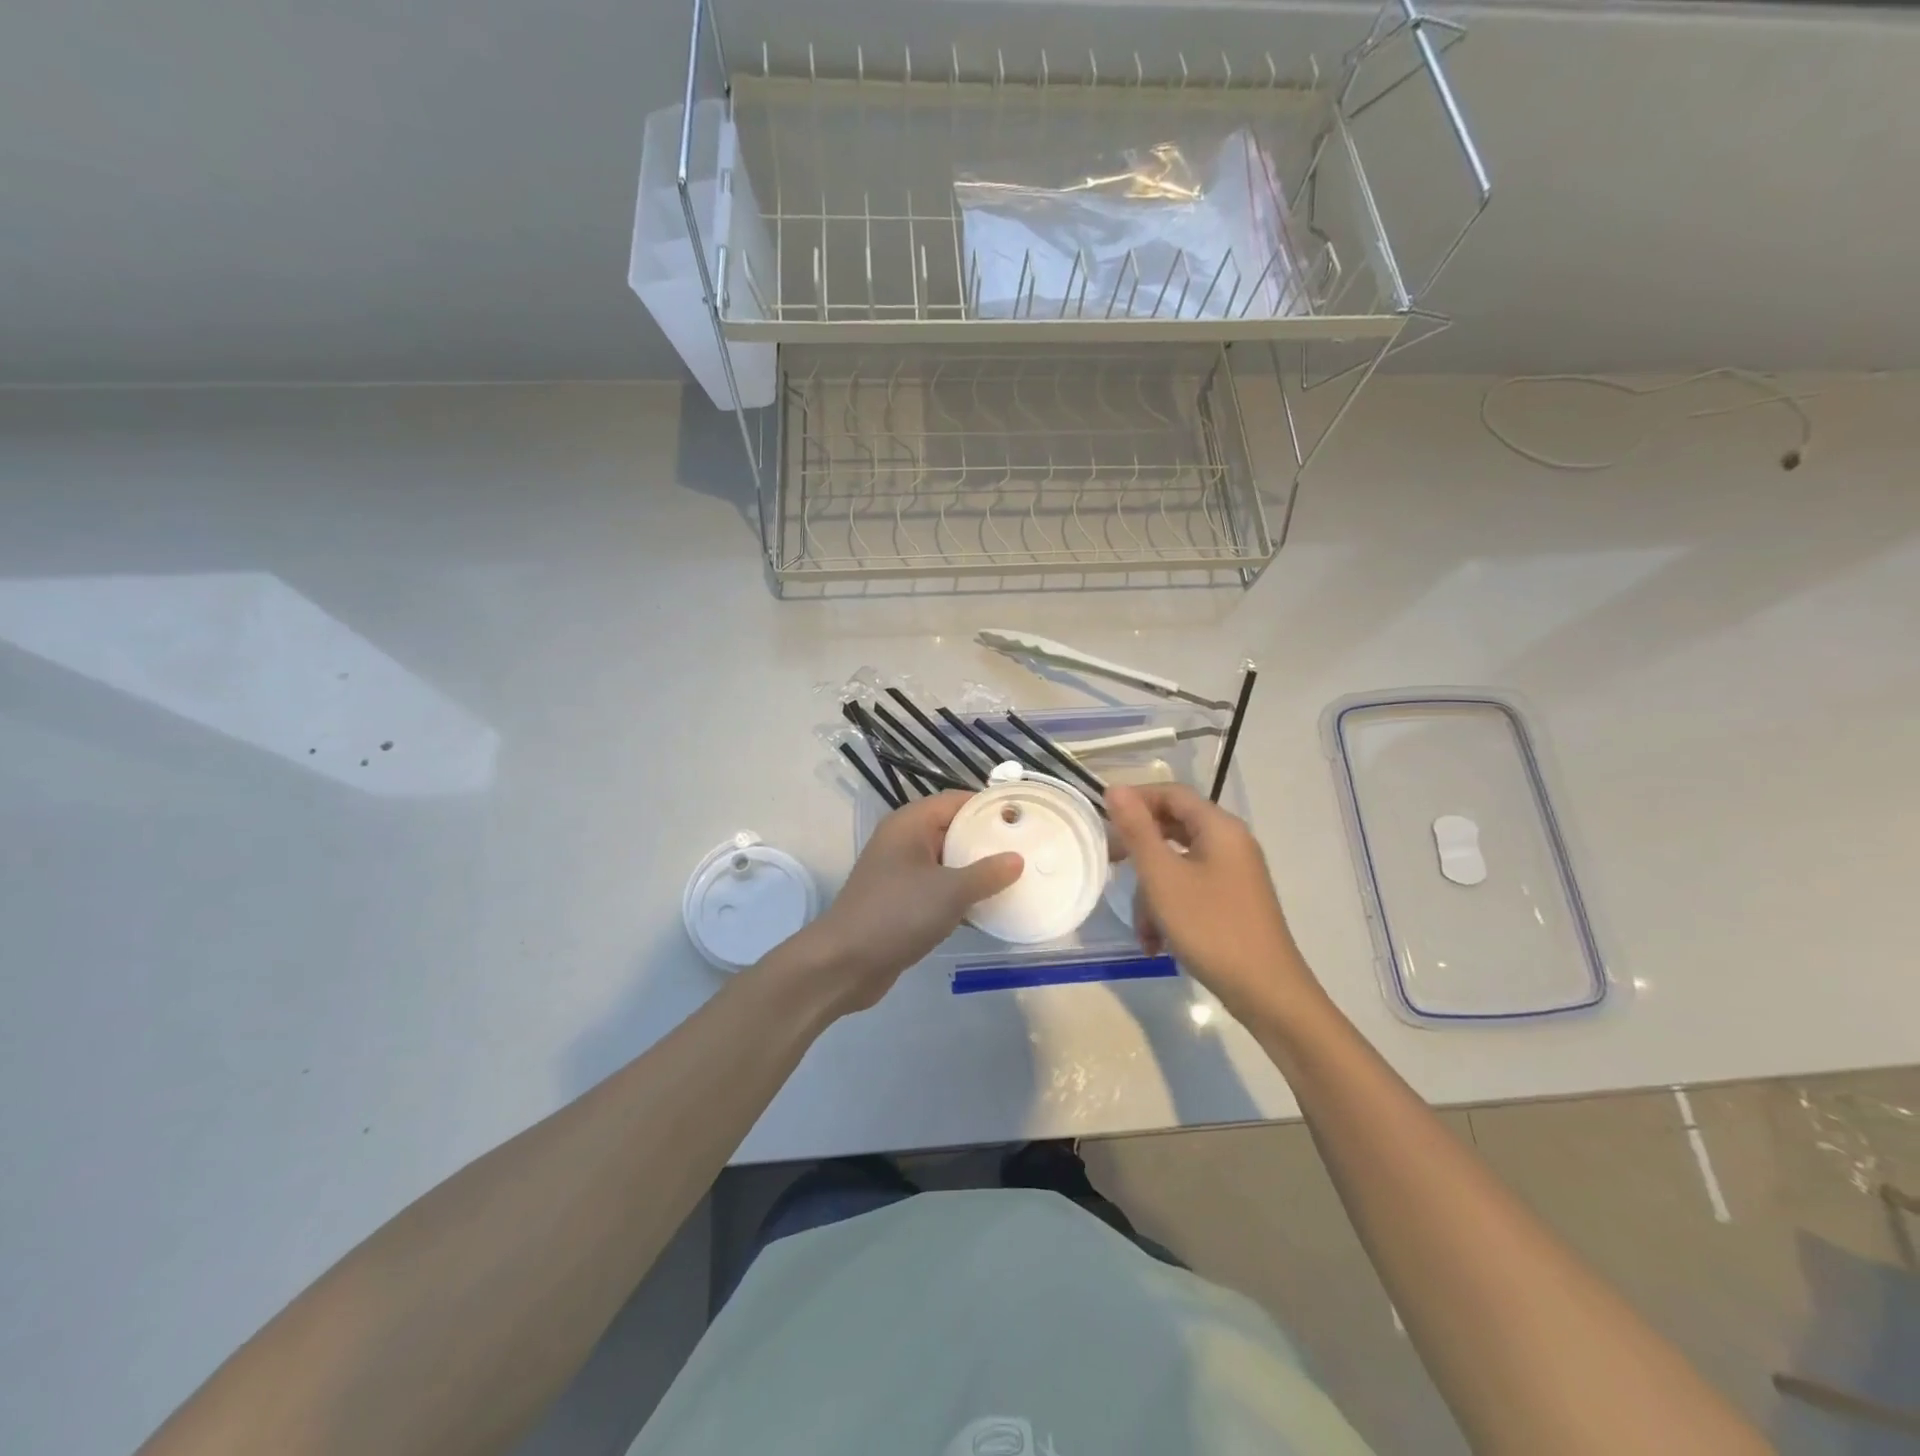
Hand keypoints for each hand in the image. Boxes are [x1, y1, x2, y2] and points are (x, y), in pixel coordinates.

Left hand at [783, 791, 1022, 1016]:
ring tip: (1016, 878)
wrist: (844, 963)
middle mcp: (903, 842)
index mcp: (909, 824)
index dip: (989, 806)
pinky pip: (939, 889)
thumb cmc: (896, 914)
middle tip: (1027, 849)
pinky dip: (961, 895)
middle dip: (987, 840)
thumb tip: (1017, 860)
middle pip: (953, 830)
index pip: (956, 801)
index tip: (1025, 817)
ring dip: (976, 871)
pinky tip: (990, 908)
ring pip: (947, 862)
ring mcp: (900, 873)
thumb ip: (987, 873)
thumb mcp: (949, 891)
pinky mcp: (902, 902)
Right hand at [1106, 784, 1318, 1020]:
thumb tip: (1116, 789)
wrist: (1266, 992)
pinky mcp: (1233, 902)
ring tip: (1142, 930)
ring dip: (1152, 894)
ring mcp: (1234, 874)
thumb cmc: (1210, 926)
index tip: (1103, 820)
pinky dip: (1170, 910)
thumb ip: (1137, 830)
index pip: (1171, 793)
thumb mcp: (1162, 877)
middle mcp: (1230, 843)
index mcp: (1219, 827)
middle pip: (1173, 829)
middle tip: (1110, 865)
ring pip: (1178, 865)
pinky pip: (1191, 890)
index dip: (1136, 799)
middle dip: (1140, 853)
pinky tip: (1157, 944)